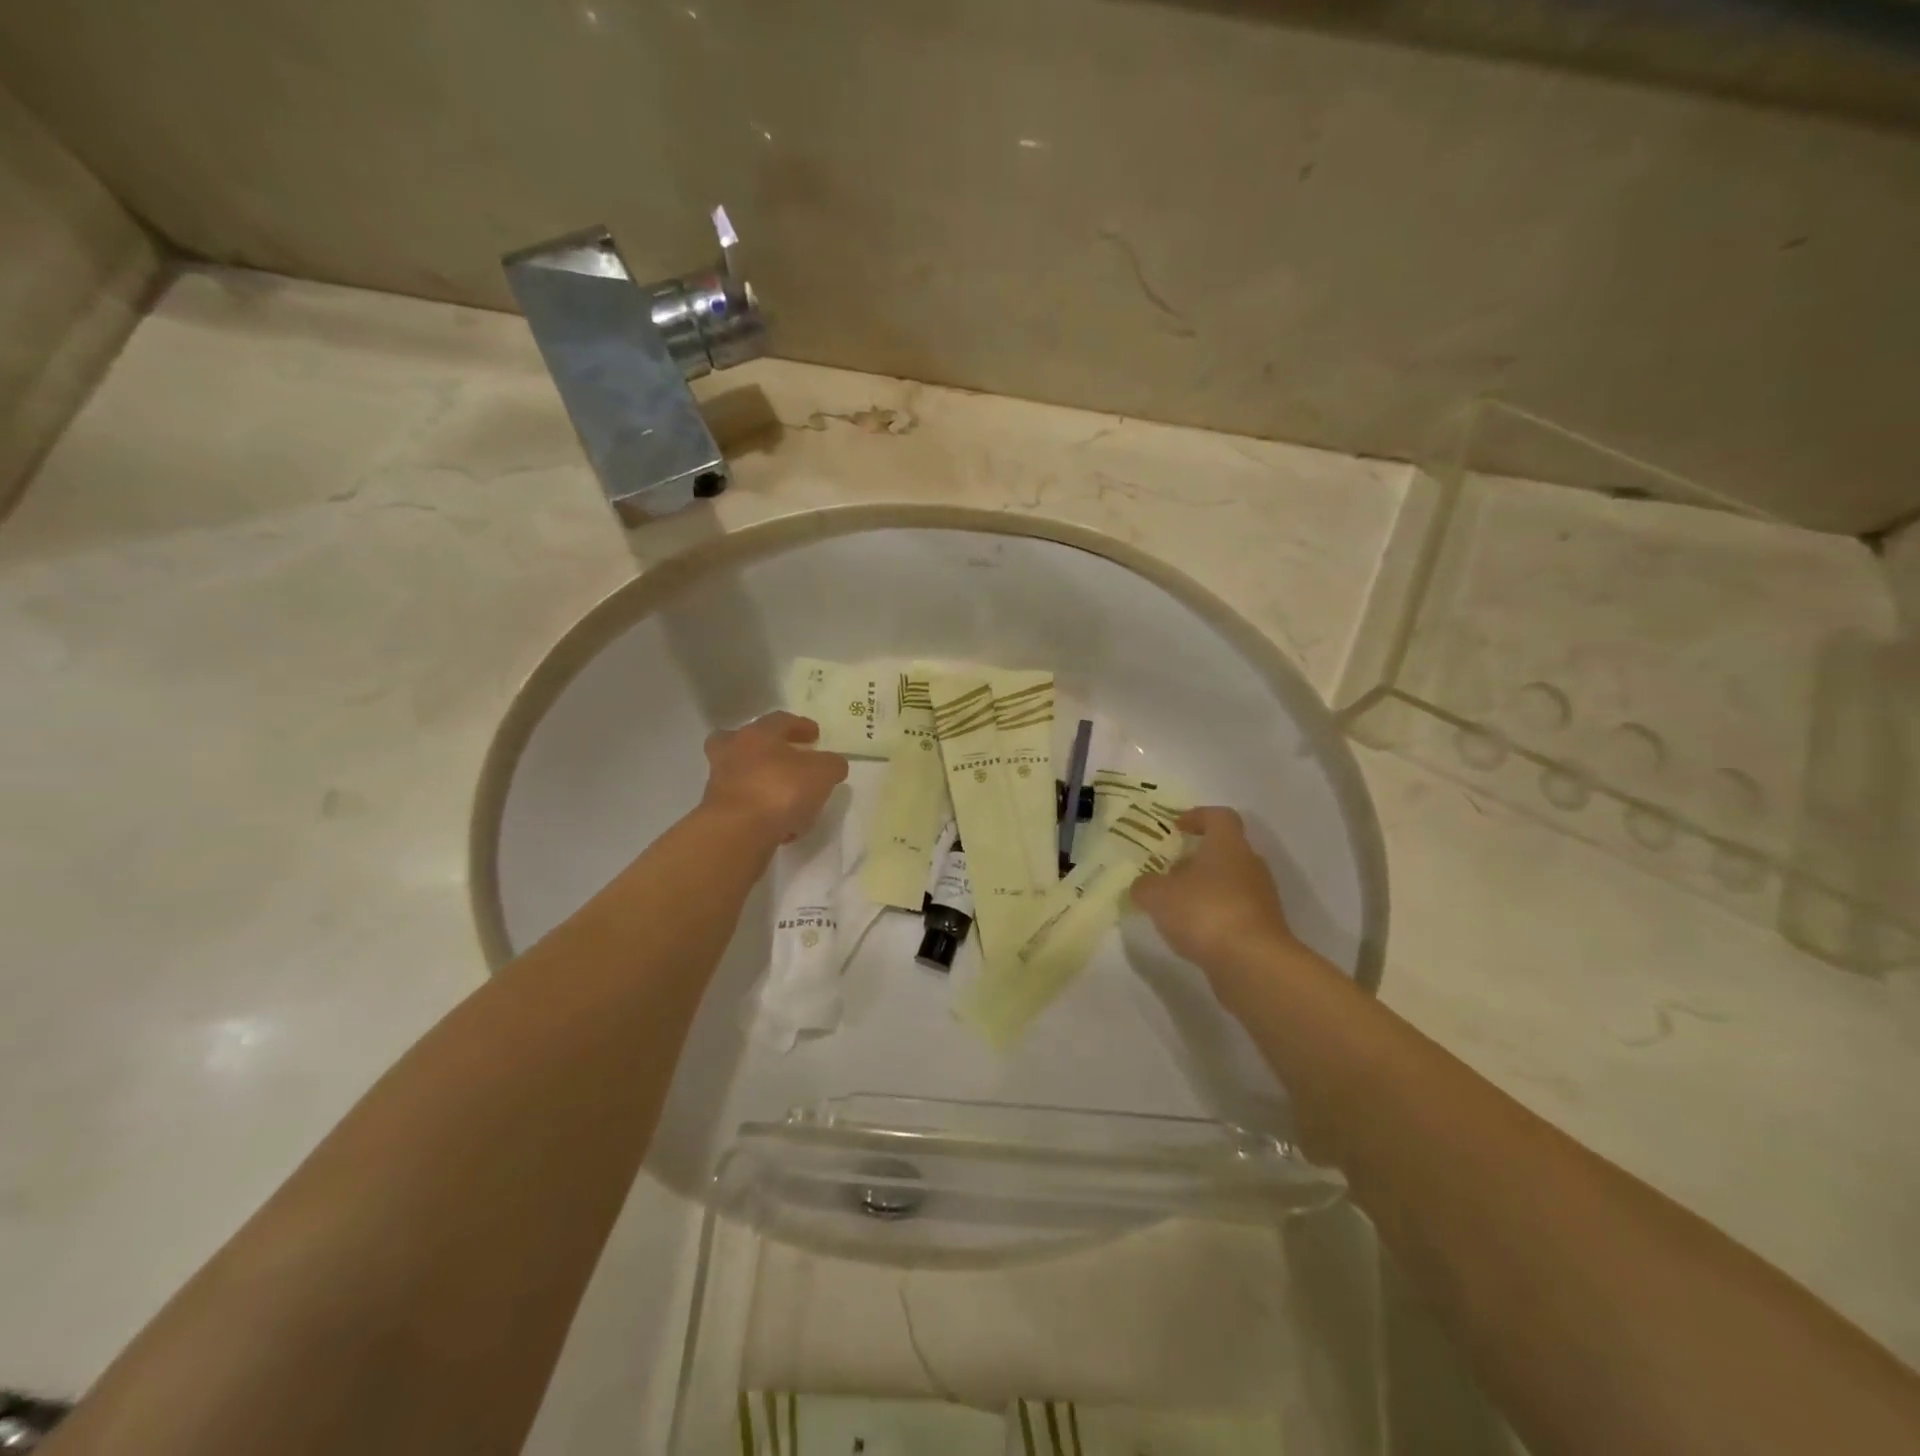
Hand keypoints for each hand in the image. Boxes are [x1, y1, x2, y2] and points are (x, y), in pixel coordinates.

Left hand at [699, 711, 848, 845]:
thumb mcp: (822, 773)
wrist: (738, 831)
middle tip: (783, 758)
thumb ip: (831, 764)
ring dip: (761, 782)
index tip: (815, 735)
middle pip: (742, 741)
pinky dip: (759, 811)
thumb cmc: (781, 790)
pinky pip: (743, 805)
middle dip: (763, 747)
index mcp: (758, 734)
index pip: (780, 720)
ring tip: (787, 800)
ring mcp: (720, 783)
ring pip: (741, 774)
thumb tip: (833, 764)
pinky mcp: (716, 812)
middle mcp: (733, 752)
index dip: (800, 725)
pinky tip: (780, 826)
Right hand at [1131, 807, 1296, 968]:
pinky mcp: (1264, 928)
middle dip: (1197, 858)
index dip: (1198, 816)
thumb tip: (1143, 886)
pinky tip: (1193, 933)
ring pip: (1230, 883)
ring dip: (1205, 889)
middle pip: (1225, 851)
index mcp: (1227, 845)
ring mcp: (1261, 898)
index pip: (1220, 816)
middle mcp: (1250, 865)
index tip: (1176, 827)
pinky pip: (1235, 912)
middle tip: (1170, 870)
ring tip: (1176, 906)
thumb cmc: (1204, 911)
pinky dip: (1215, 916)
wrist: (1252, 962)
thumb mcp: (1157, 895)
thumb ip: (1145, 886)